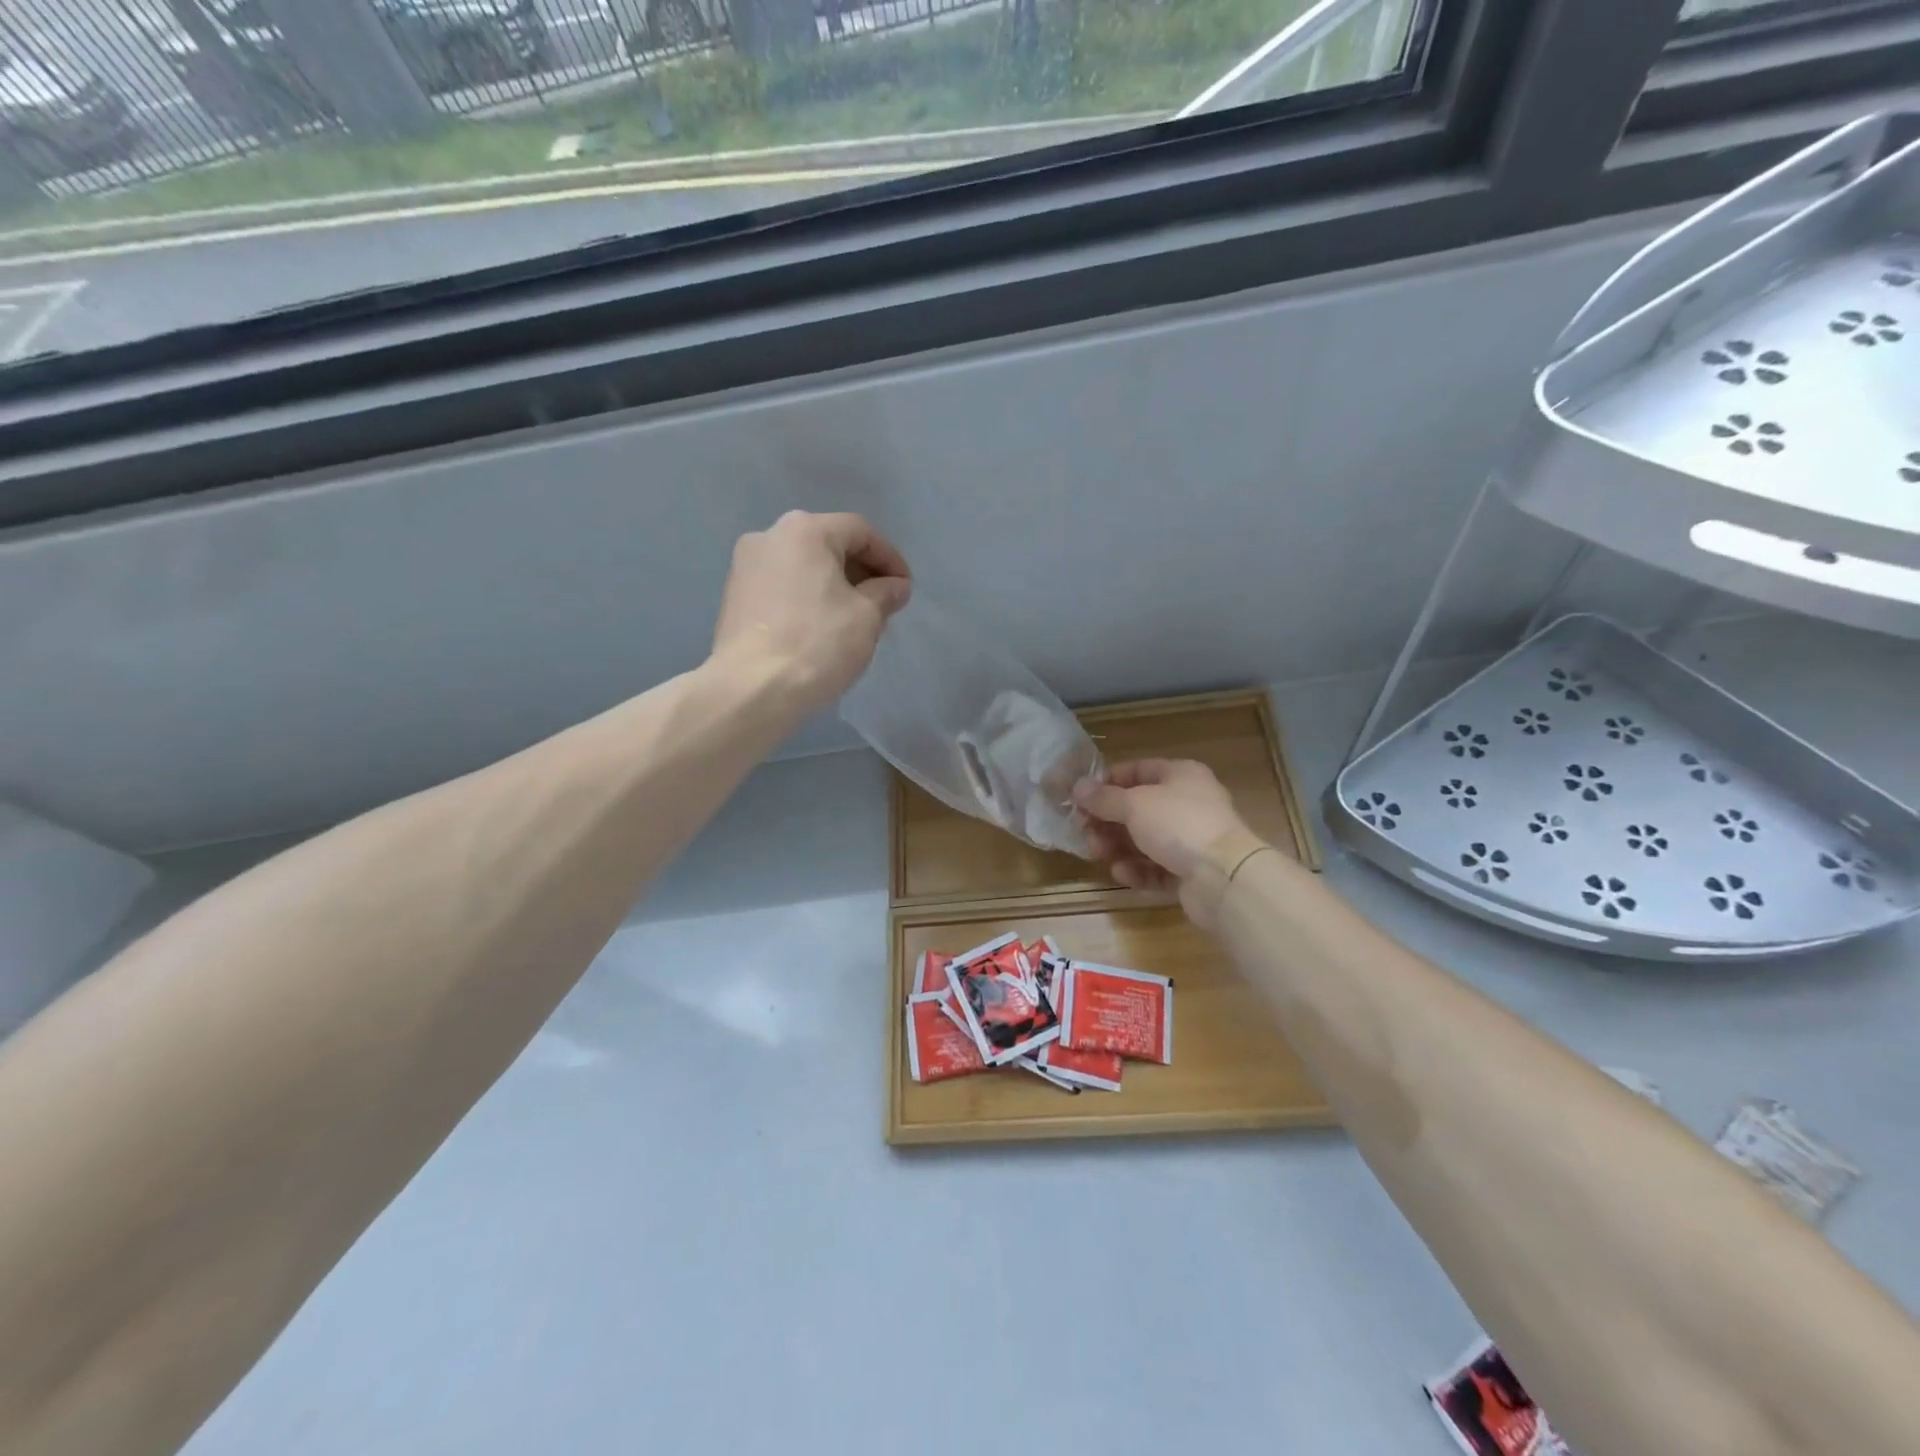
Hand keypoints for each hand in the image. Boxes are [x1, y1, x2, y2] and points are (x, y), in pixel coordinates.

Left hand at [712, 511, 911, 717]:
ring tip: (854, 621)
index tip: (905, 589)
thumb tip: (895, 586)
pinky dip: (807, 600)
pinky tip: (821, 630)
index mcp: (804, 530)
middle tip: (883, 604)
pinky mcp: (734, 598)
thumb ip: (885, 594)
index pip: (860, 531)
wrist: (752, 689)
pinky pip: (782, 588)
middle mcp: (769, 536)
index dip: (890, 558)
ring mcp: (744, 567)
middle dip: (860, 572)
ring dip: (833, 587)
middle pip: (828, 545)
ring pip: (803, 568)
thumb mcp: (867, 617)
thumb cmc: (817, 643)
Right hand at [1075, 759, 1251, 922]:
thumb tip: (1078, 787)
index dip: (1108, 782)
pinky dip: (1137, 869)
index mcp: (1181, 775)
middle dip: (1108, 821)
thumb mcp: (1134, 804)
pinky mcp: (1190, 872)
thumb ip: (1103, 798)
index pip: (1137, 770)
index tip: (1081, 798)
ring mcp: (1191, 840)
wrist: (1224, 877)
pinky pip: (1156, 867)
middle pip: (1137, 809)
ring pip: (1144, 840)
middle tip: (1084, 832)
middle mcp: (1187, 803)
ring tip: (1098, 854)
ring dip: (1117, 846)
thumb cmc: (1178, 825)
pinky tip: (1122, 873)